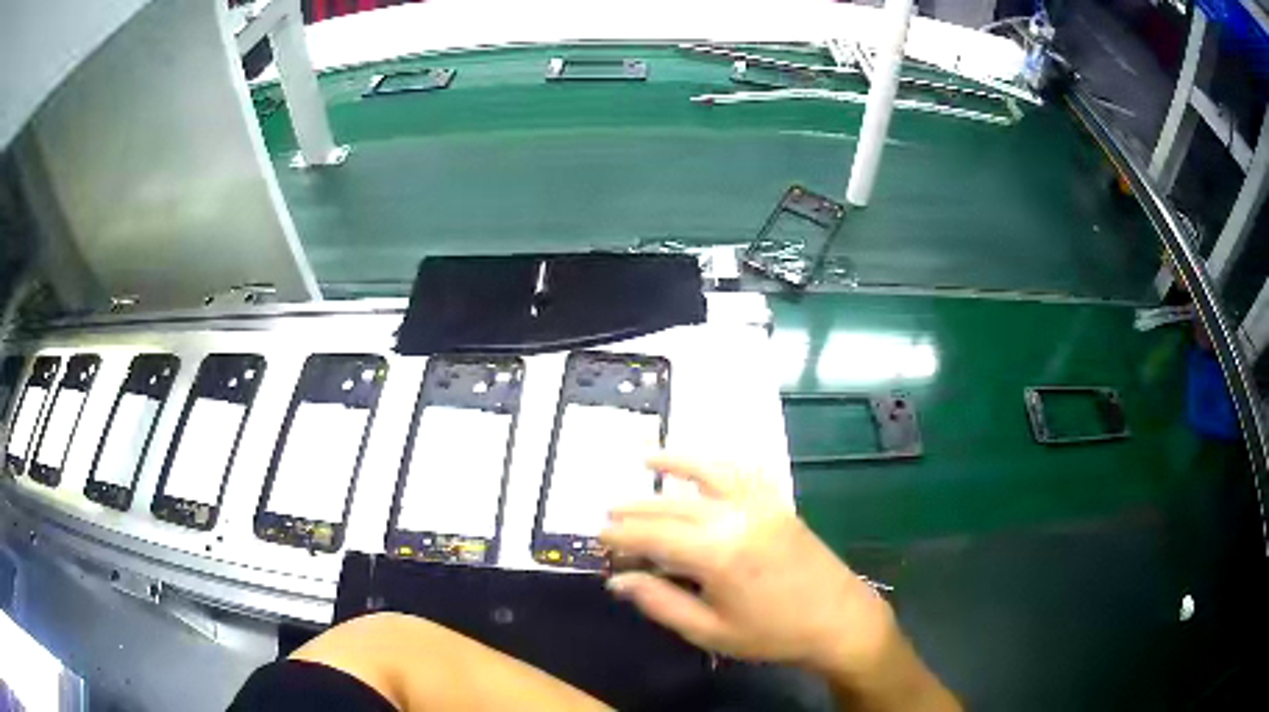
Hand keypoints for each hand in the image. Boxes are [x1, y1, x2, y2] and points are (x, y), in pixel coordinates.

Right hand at [600, 453, 896, 673]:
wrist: (838, 620)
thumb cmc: (771, 634)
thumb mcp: (710, 631)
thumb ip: (661, 602)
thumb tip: (619, 580)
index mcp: (718, 553)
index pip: (655, 535)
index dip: (623, 535)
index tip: (600, 536)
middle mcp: (737, 518)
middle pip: (675, 505)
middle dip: (639, 509)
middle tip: (609, 513)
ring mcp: (761, 505)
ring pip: (708, 477)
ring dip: (675, 464)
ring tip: (645, 459)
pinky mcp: (778, 504)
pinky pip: (743, 473)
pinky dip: (718, 464)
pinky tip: (702, 462)